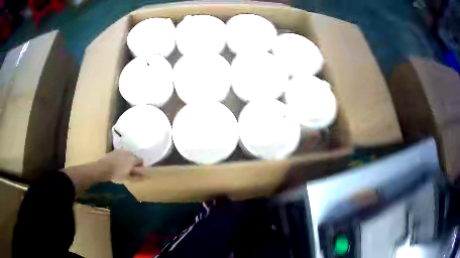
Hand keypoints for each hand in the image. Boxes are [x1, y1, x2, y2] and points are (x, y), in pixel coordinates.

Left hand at [64, 150, 142, 196]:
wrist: (103, 168)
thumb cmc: (116, 174)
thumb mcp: (128, 178)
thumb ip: (137, 177)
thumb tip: (147, 176)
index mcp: (133, 159)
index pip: (141, 161)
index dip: (140, 167)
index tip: (137, 172)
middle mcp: (128, 152)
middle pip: (135, 156)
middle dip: (134, 162)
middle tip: (130, 170)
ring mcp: (121, 151)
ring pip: (128, 154)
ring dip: (128, 160)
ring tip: (123, 167)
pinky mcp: (115, 150)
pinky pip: (122, 153)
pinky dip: (122, 158)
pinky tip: (118, 163)